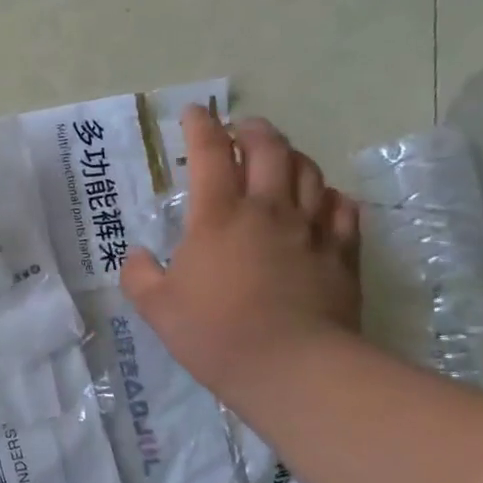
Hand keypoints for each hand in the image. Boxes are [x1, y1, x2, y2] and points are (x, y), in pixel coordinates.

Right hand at [120, 107, 360, 400]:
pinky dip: (327, 195)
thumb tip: (140, 256)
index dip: (200, 126)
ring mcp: (310, 229)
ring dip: (290, 156)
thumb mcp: (156, 307)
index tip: (193, 113)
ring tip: (277, 159)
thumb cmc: (215, 333)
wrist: (293, 368)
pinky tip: (319, 201)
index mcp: (218, 216)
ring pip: (308, 171)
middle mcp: (267, 210)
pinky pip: (342, 208)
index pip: (210, 153)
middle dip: (252, 130)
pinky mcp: (342, 252)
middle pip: (268, 148)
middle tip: (239, 130)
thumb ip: (140, 274)